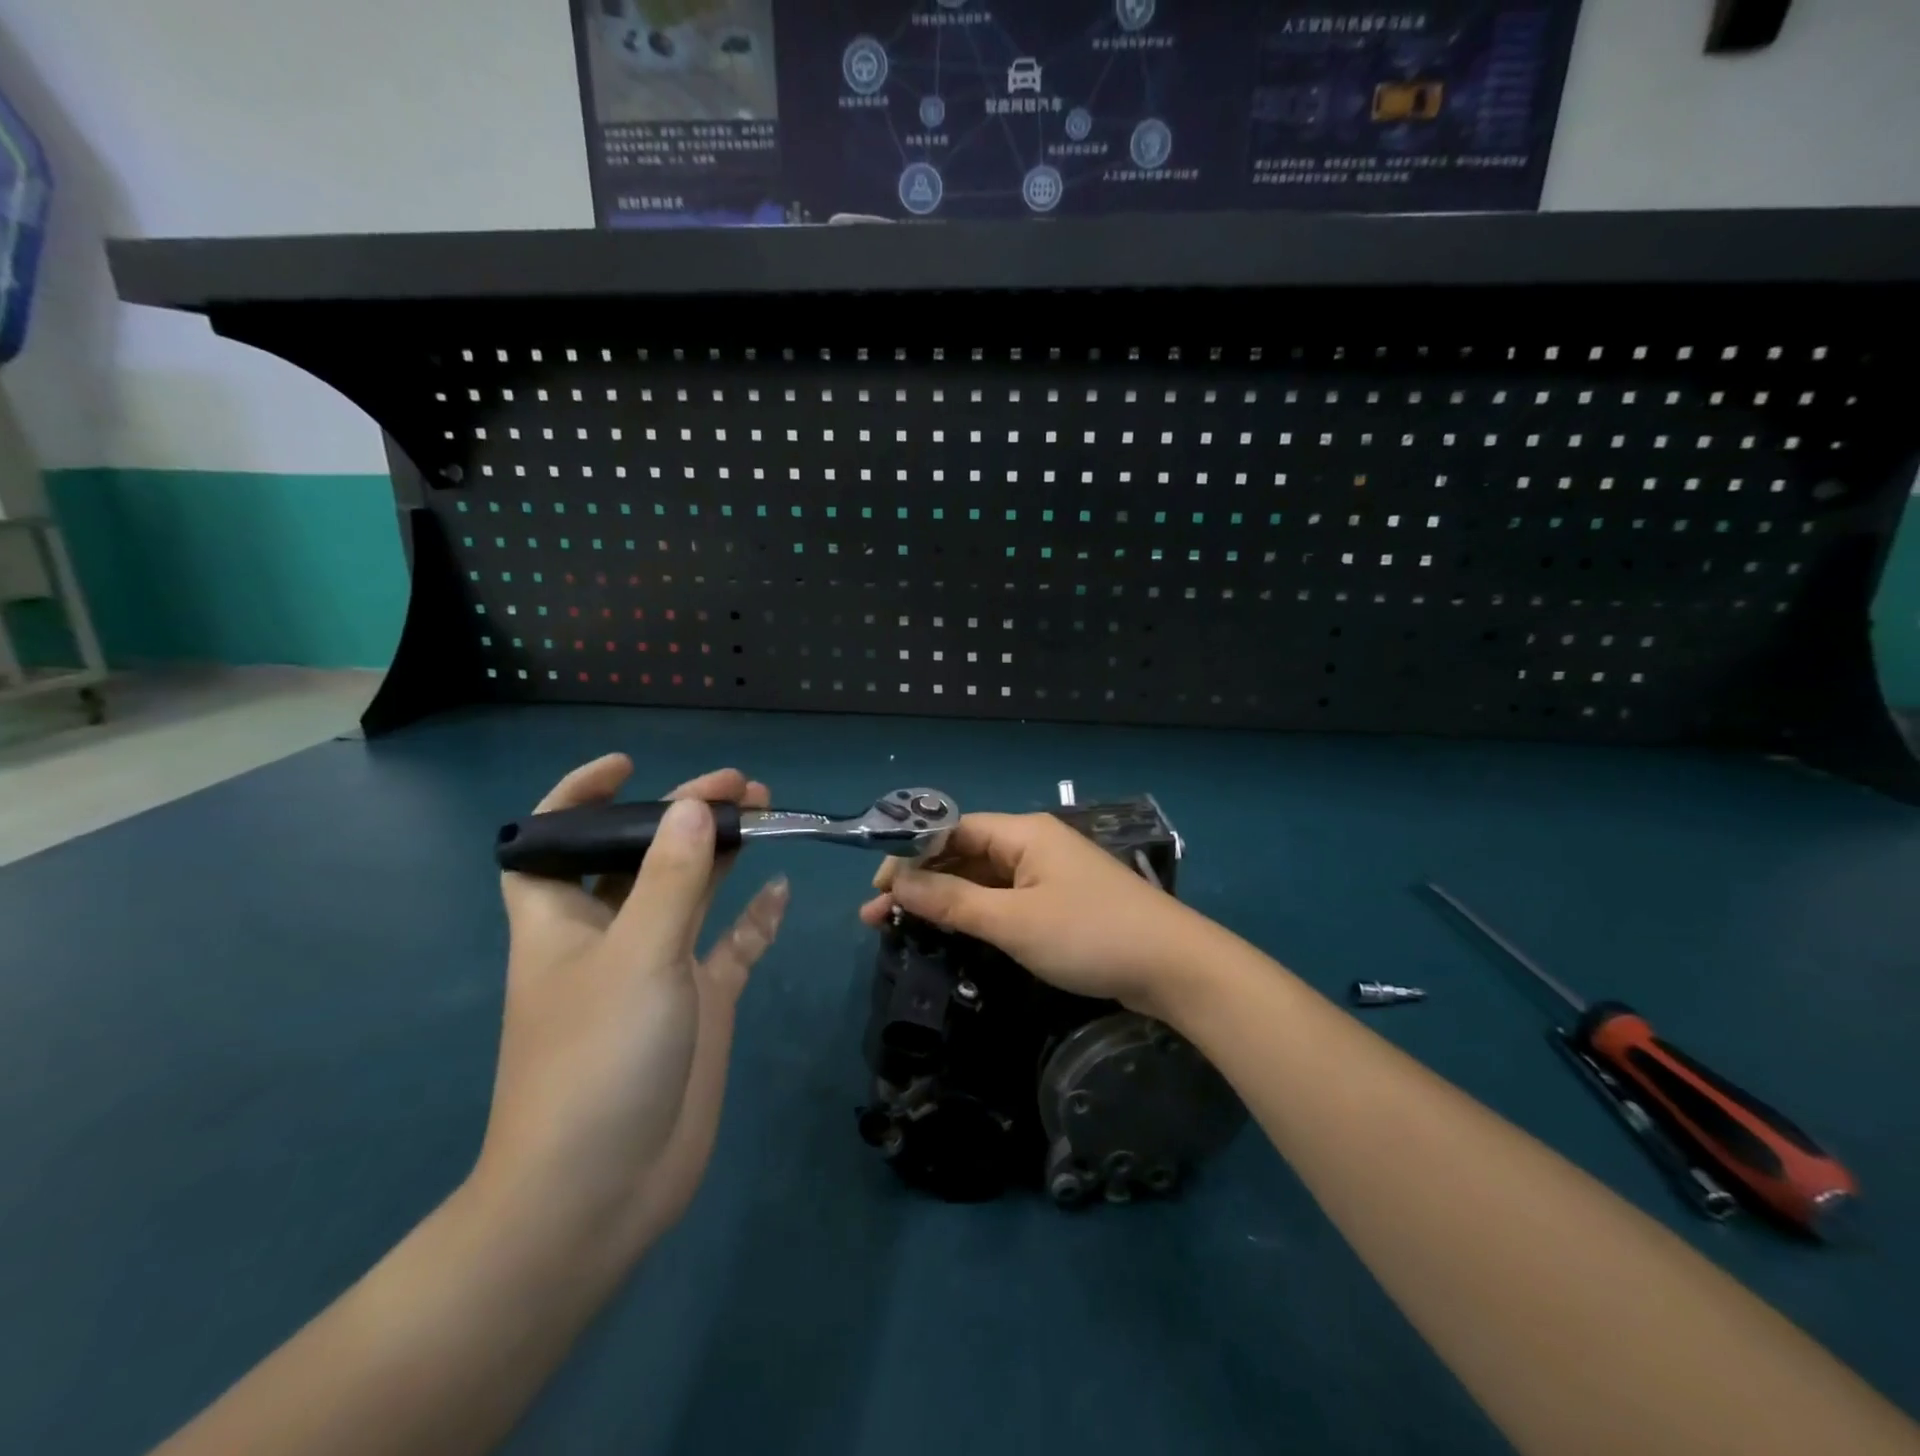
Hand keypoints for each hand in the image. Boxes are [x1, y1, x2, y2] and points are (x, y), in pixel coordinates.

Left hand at [476, 756, 787, 1259]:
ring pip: (693, 892)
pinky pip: (732, 945)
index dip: (581, 795)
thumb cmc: (597, 1060)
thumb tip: (691, 807)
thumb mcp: (636, 954)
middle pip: (643, 856)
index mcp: (565, 919)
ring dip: (724, 854)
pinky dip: (754, 918)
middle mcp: (610, 935)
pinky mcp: (699, 1002)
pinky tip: (781, 891)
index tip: (631, 766)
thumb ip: (670, 877)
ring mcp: (659, 969)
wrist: (601, 1191)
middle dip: (683, 815)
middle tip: (739, 787)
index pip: (554, 839)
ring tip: (766, 814)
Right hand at [858, 812, 1201, 1014]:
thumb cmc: (1089, 934)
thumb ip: (953, 902)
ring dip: (945, 900)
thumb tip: (895, 883)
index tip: (878, 886)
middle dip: (921, 881)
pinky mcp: (1059, 903)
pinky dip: (975, 913)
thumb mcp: (1013, 922)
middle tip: (878, 915)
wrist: (1173, 966)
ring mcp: (1048, 875)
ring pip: (984, 880)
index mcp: (1024, 833)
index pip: (955, 829)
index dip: (912, 853)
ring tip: (901, 926)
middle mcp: (1033, 845)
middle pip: (965, 854)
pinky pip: (1005, 899)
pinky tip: (951, 931)